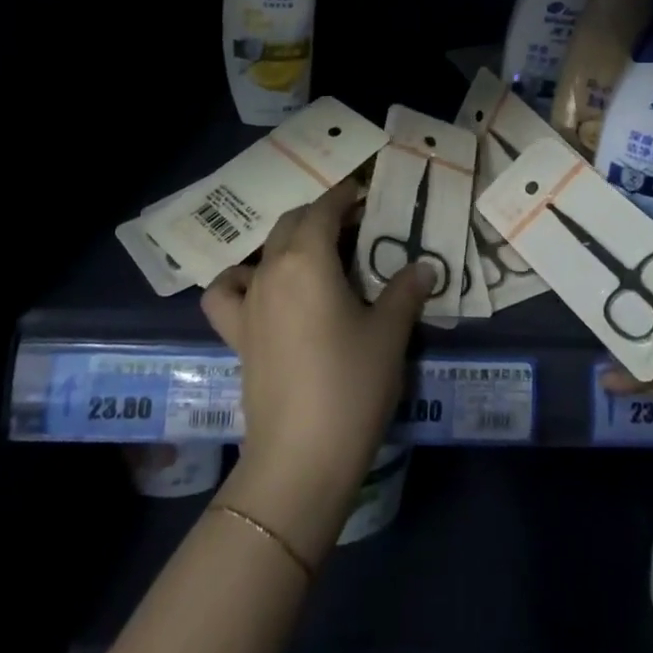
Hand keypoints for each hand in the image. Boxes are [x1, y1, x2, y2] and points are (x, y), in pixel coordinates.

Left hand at [201, 181, 431, 561]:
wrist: (300, 459)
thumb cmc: (351, 386)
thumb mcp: (389, 334)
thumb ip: (405, 291)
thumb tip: (425, 266)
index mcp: (308, 258)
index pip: (324, 209)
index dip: (344, 196)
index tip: (364, 193)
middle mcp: (272, 269)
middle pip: (292, 222)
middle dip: (321, 215)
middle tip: (354, 226)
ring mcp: (249, 301)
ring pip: (264, 251)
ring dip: (289, 241)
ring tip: (316, 256)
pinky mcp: (237, 334)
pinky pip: (227, 292)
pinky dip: (241, 280)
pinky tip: (262, 290)